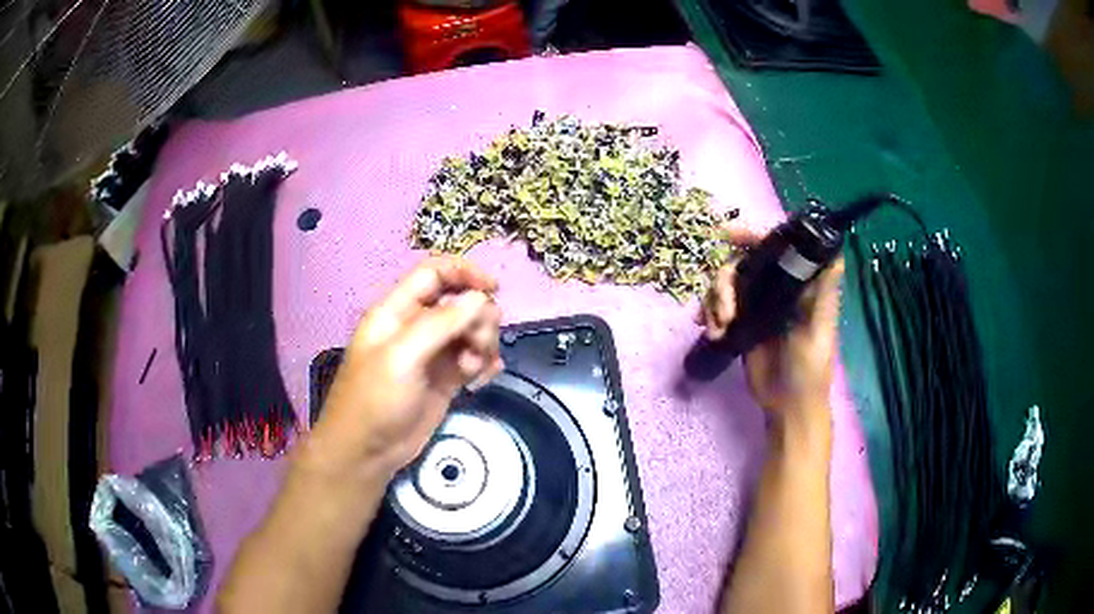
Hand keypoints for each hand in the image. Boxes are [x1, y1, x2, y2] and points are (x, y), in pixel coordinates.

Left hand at [305, 256, 502, 482]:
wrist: (368, 451)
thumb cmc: (374, 399)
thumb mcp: (402, 357)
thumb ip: (440, 324)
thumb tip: (480, 298)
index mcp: (398, 311)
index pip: (435, 274)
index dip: (465, 273)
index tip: (493, 289)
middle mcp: (417, 326)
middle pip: (460, 302)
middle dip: (478, 318)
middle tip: (478, 346)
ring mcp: (433, 353)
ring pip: (472, 330)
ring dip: (483, 343)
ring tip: (476, 368)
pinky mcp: (446, 378)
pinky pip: (475, 358)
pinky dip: (485, 363)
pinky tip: (485, 377)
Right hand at [700, 228, 843, 423]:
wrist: (788, 406)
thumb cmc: (811, 369)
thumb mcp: (819, 330)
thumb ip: (823, 293)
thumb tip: (836, 251)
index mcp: (798, 285)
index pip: (775, 248)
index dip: (752, 236)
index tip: (728, 236)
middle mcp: (776, 289)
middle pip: (741, 263)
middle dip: (724, 281)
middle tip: (725, 311)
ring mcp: (756, 306)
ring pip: (725, 284)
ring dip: (714, 301)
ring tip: (719, 328)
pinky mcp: (741, 324)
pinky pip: (718, 307)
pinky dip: (709, 314)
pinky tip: (711, 332)